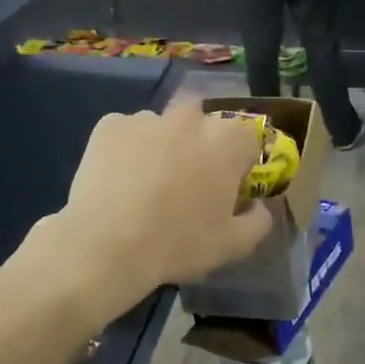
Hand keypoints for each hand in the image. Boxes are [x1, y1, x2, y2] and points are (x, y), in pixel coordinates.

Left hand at [42, 99, 270, 317]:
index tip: (226, 189)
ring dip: (163, 147)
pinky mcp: (109, 125)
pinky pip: (127, 134)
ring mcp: (147, 118)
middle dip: (200, 147)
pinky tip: (118, 181)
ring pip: (163, 128)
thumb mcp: (234, 245)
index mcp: (227, 139)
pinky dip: (127, 151)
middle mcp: (191, 117)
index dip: (239, 164)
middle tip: (186, 185)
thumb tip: (258, 206)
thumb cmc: (178, 243)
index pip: (247, 140)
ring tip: (146, 186)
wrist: (105, 245)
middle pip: (204, 126)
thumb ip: (259, 220)